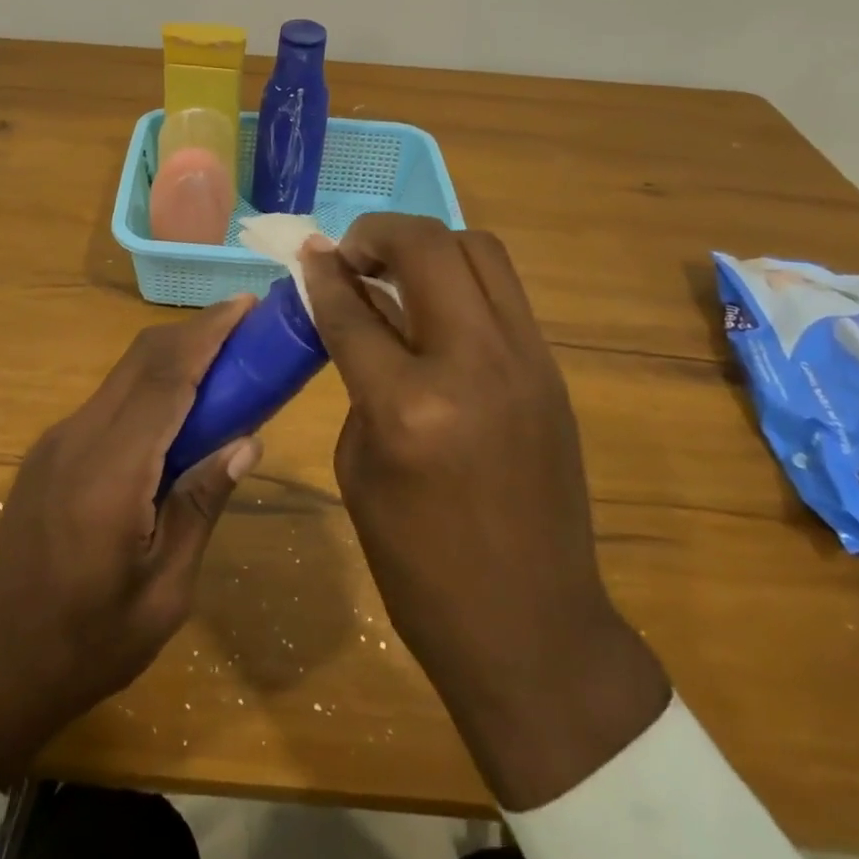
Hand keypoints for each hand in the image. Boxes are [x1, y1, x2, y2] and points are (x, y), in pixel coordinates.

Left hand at [0, 297, 260, 786]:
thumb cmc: (88, 644)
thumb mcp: (164, 591)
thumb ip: (201, 506)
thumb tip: (247, 442)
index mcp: (110, 471)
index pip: (166, 378)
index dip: (208, 334)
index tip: (247, 304)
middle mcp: (78, 438)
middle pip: (141, 359)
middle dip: (194, 332)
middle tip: (246, 329)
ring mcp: (57, 442)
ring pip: (123, 375)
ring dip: (172, 358)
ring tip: (223, 368)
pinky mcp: (49, 453)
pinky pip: (108, 401)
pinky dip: (149, 388)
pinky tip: (177, 413)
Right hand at [300, 215, 668, 810]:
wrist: (531, 625)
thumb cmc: (418, 564)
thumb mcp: (359, 465)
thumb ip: (356, 377)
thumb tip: (355, 312)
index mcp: (409, 405)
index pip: (354, 307)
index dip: (322, 273)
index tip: (307, 252)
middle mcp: (475, 364)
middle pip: (428, 247)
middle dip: (377, 233)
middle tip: (351, 254)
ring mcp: (526, 360)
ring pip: (479, 250)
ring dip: (428, 247)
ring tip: (395, 270)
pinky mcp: (551, 369)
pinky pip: (503, 291)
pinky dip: (461, 280)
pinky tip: (435, 309)